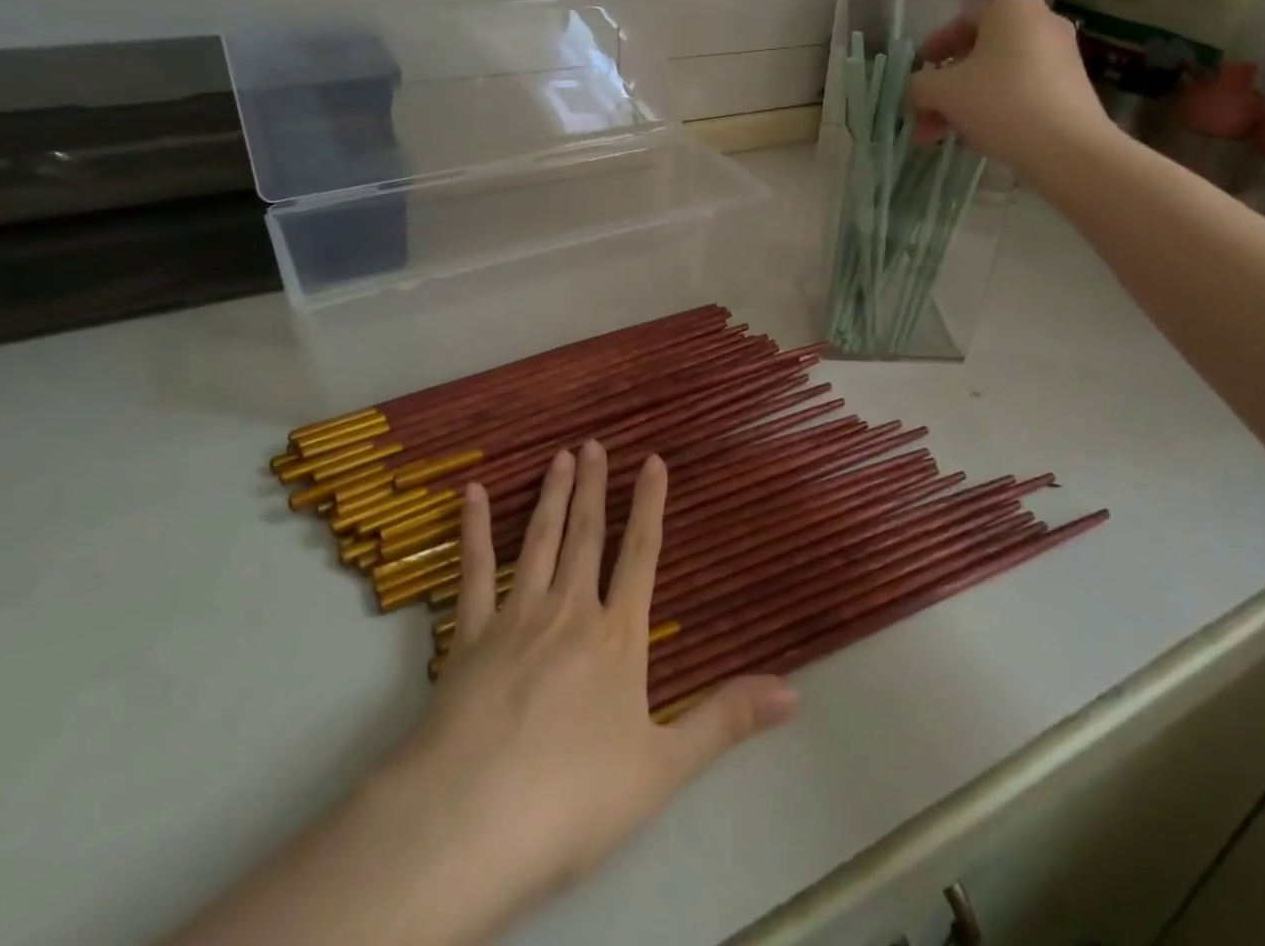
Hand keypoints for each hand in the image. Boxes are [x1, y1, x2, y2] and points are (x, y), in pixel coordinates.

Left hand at [380, 441, 798, 941]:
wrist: (472, 822)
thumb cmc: (574, 801)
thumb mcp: (664, 768)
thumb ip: (726, 720)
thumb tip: (794, 691)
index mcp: (616, 638)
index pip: (640, 555)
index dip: (649, 505)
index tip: (653, 460)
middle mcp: (568, 612)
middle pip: (586, 536)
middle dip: (593, 486)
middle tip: (594, 442)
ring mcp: (515, 618)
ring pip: (539, 541)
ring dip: (551, 495)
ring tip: (559, 456)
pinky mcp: (469, 636)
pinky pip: (475, 571)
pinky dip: (474, 529)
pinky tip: (474, 494)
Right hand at [908, 0, 1115, 174]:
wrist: (1067, 147)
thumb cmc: (999, 102)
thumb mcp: (942, 92)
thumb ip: (919, 85)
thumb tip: (919, 90)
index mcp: (1010, 8)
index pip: (960, 22)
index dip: (932, 50)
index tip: (917, 75)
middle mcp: (1040, 21)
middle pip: (977, 53)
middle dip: (944, 88)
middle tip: (923, 116)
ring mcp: (1059, 54)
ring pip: (996, 75)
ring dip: (963, 103)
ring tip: (941, 136)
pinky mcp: (1069, 85)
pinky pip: (1019, 89)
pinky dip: (993, 107)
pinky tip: (975, 136)